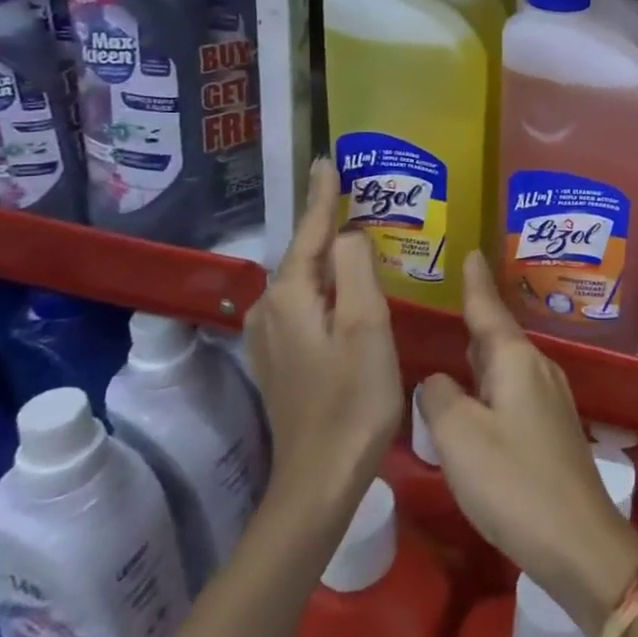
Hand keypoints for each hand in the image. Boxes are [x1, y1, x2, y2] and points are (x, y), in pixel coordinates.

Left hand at [245, 158, 402, 516]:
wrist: (321, 476)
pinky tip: (345, 286)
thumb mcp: (367, 324)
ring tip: (356, 232)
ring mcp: (271, 336)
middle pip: (304, 253)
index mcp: (290, 295)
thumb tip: (349, 233)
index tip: (327, 160)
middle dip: (326, 222)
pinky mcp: (280, 358)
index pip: (309, 230)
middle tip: (355, 193)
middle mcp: (270, 308)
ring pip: (304, 279)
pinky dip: (325, 284)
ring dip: (327, 254)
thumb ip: (356, 268)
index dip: (322, 195)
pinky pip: (304, 302)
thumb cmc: (354, 397)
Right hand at [418, 252, 637, 633]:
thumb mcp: (459, 438)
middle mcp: (538, 369)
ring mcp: (550, 399)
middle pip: (499, 335)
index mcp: (516, 360)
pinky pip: (514, 389)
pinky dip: (491, 383)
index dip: (476, 283)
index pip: (489, 310)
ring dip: (482, 354)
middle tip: (452, 298)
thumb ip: (440, 399)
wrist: (577, 539)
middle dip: (476, 318)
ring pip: (507, 364)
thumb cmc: (513, 481)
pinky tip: (478, 397)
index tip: (472, 253)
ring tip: (457, 342)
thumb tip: (437, 379)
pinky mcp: (552, 428)